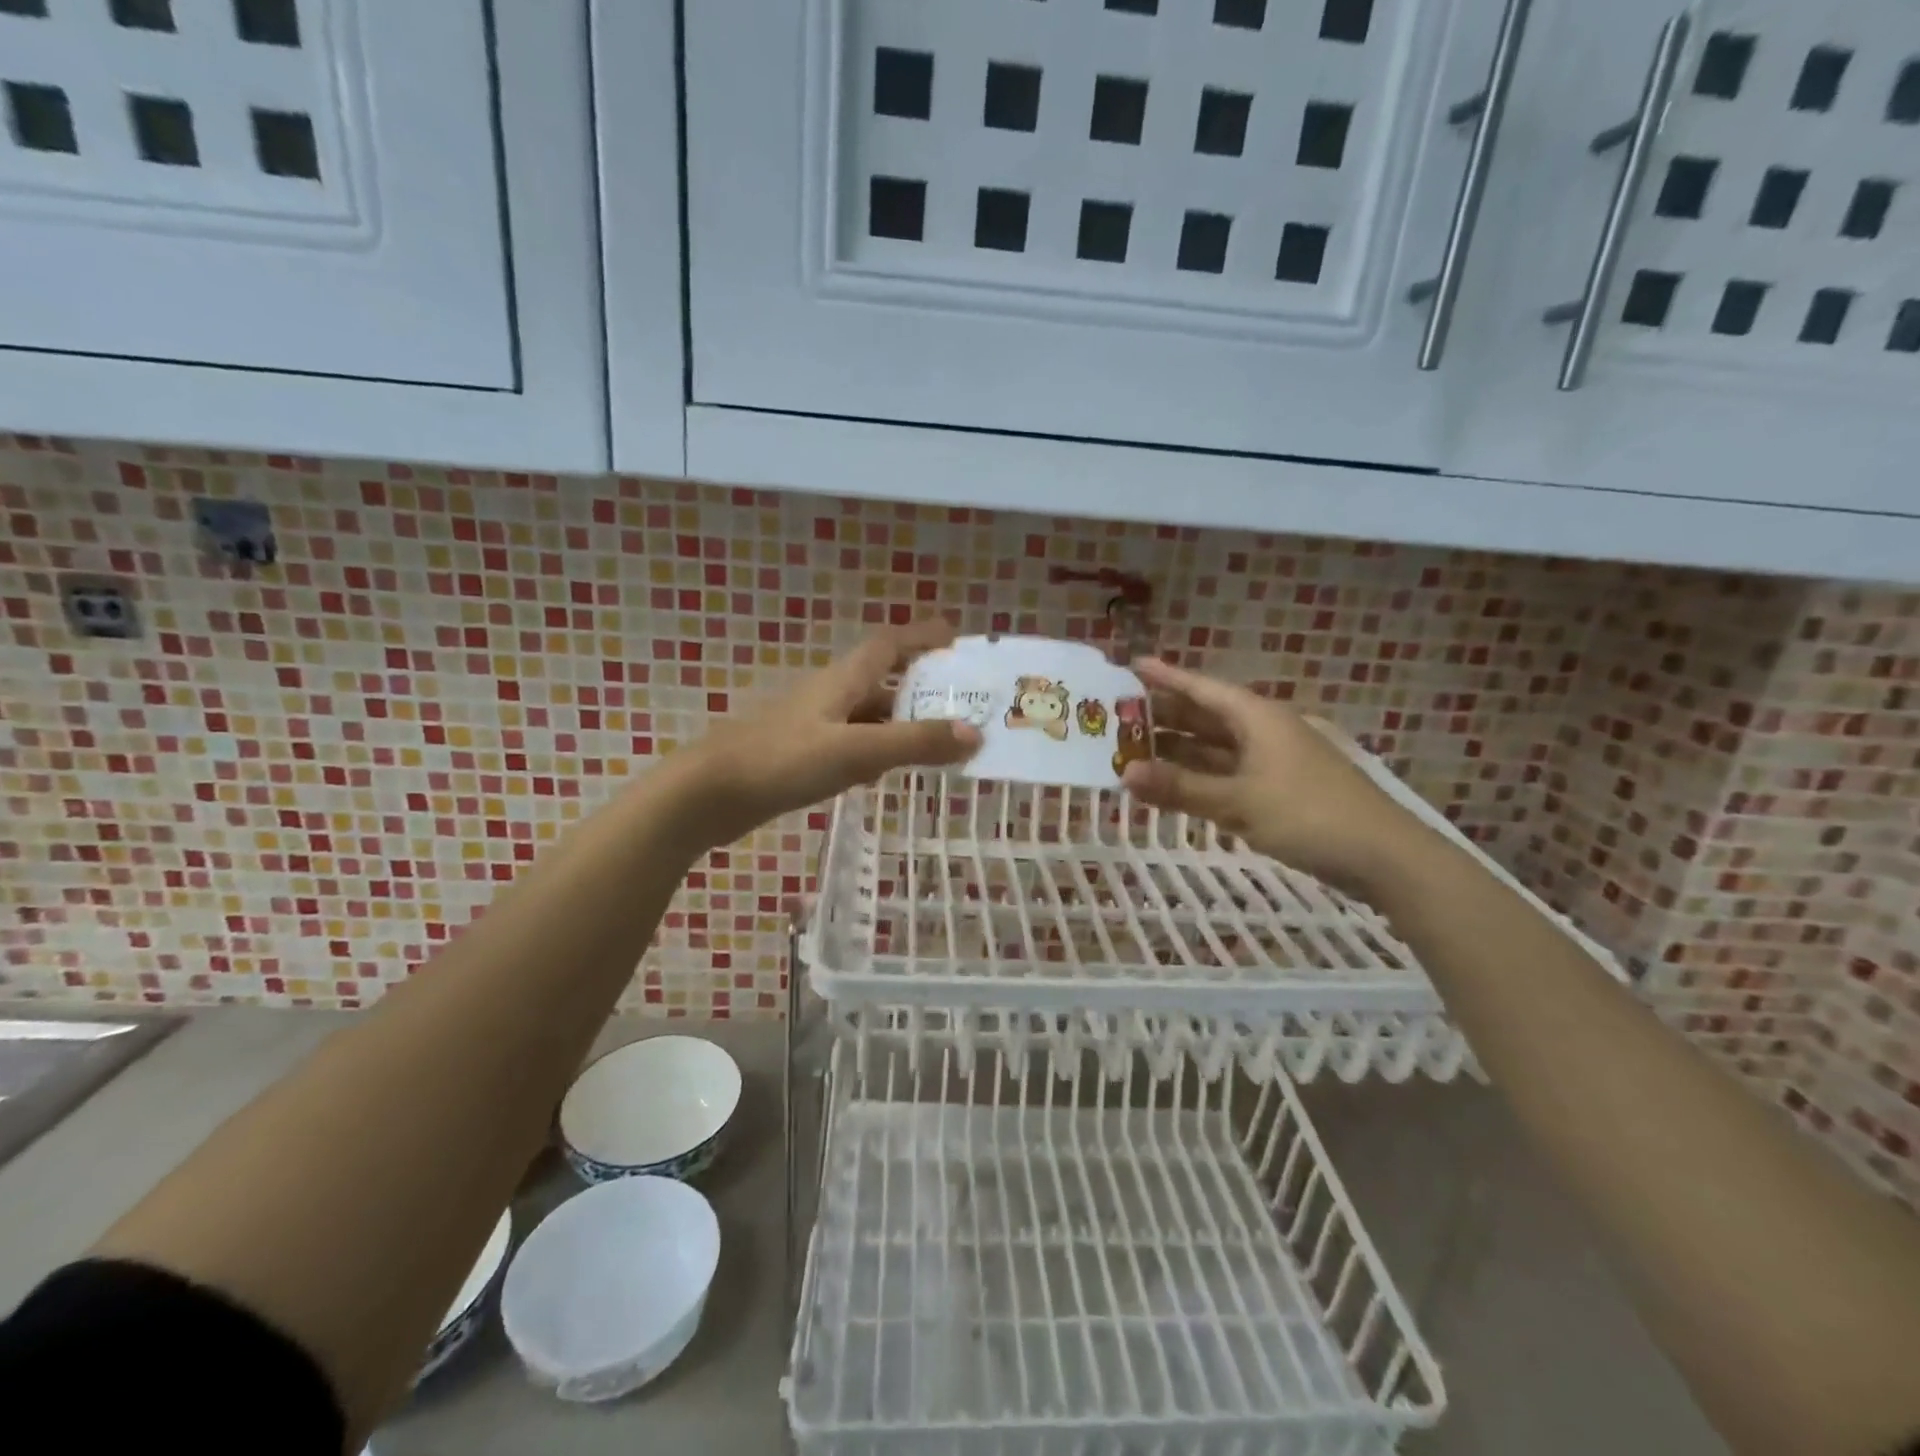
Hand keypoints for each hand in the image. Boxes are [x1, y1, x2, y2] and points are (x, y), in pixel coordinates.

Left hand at [668, 619, 980, 850]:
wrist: (708, 794)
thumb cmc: (783, 761)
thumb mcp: (856, 751)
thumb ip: (914, 743)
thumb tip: (975, 733)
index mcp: (842, 680)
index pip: (888, 644)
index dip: (921, 635)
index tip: (954, 636)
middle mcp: (828, 695)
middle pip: (881, 679)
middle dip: (920, 685)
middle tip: (960, 700)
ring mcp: (811, 725)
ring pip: (866, 714)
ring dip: (899, 721)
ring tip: (936, 740)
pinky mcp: (799, 754)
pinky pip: (849, 742)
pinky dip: (875, 749)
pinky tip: (884, 772)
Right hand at [1123, 657, 1434, 898]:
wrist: (1383, 856)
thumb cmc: (1308, 815)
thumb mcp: (1238, 801)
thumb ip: (1180, 788)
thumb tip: (1125, 774)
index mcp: (1256, 718)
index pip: (1202, 689)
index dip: (1167, 677)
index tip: (1132, 665)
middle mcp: (1263, 732)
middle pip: (1206, 716)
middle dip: (1165, 716)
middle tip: (1119, 717)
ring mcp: (1272, 761)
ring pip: (1215, 748)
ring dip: (1178, 750)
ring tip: (1134, 751)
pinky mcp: (1278, 790)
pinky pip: (1226, 773)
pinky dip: (1199, 777)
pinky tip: (1174, 786)